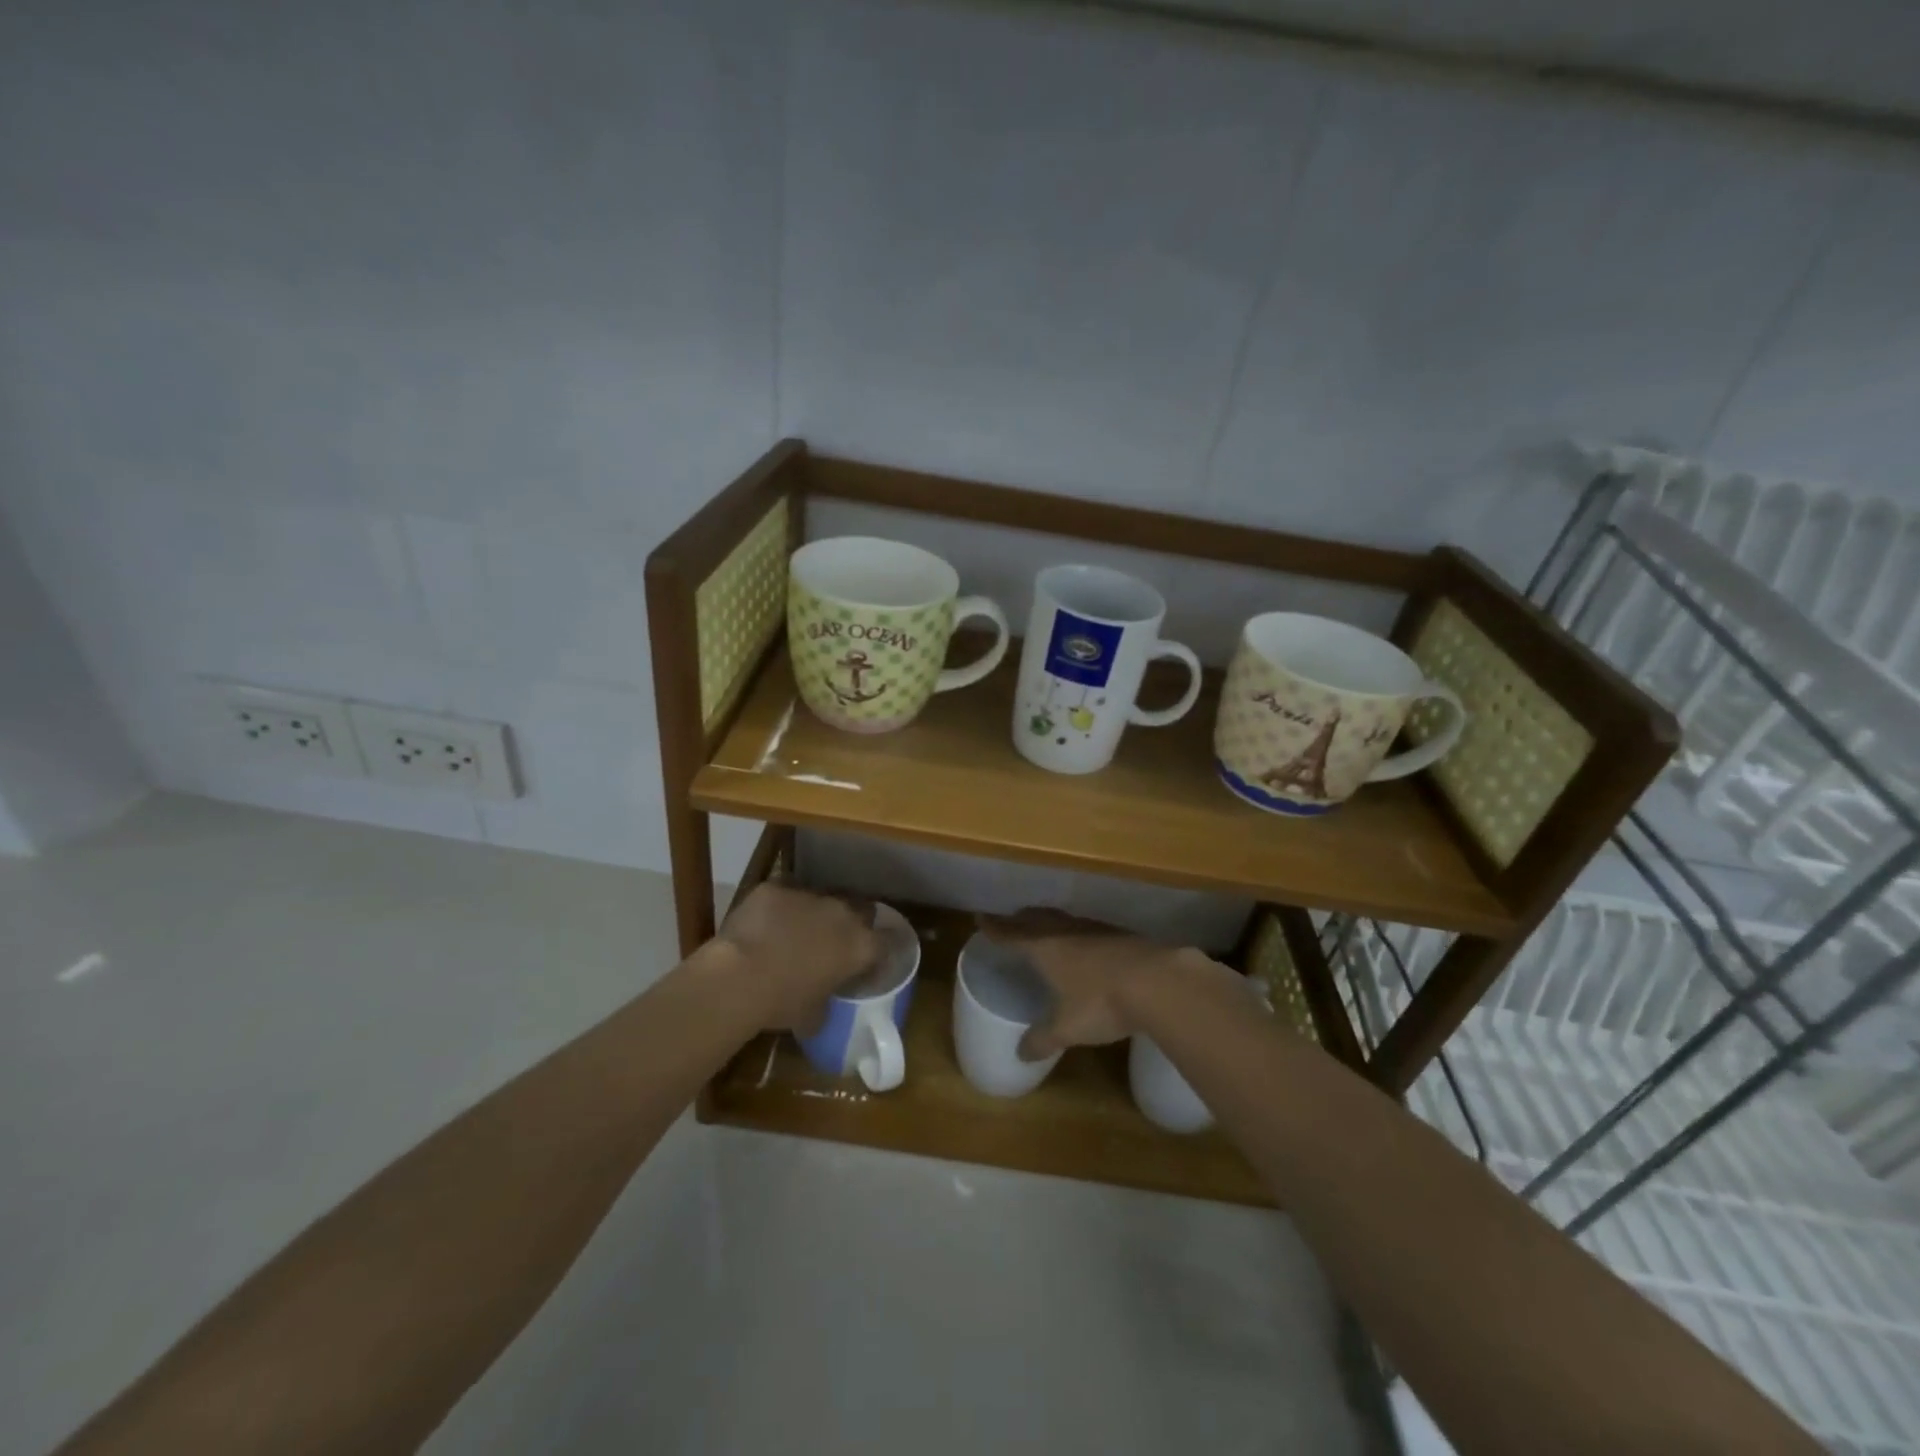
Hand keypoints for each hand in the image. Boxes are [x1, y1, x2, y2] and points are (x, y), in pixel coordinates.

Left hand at [713, 881, 878, 1032]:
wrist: (739, 976)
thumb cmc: (783, 1003)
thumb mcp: (815, 1015)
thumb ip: (828, 999)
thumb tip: (823, 1001)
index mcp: (860, 946)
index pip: (888, 941)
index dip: (881, 949)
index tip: (871, 960)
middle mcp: (842, 913)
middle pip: (860, 909)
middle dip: (851, 922)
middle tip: (834, 941)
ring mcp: (809, 895)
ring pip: (821, 898)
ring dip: (814, 913)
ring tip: (795, 931)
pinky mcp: (777, 887)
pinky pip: (785, 893)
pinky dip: (780, 906)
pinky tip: (766, 921)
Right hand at [977, 908, 1212, 1060]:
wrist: (1158, 981)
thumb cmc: (1101, 1002)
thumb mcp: (1067, 1028)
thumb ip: (1043, 1039)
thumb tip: (1021, 1054)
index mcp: (1045, 948)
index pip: (1012, 935)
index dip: (995, 929)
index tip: (981, 919)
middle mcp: (1066, 932)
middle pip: (1036, 919)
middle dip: (1020, 920)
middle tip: (1010, 920)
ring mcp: (1096, 930)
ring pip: (1063, 919)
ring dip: (1049, 921)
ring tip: (1043, 926)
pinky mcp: (1121, 935)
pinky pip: (1087, 928)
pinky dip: (1076, 931)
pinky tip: (1085, 942)